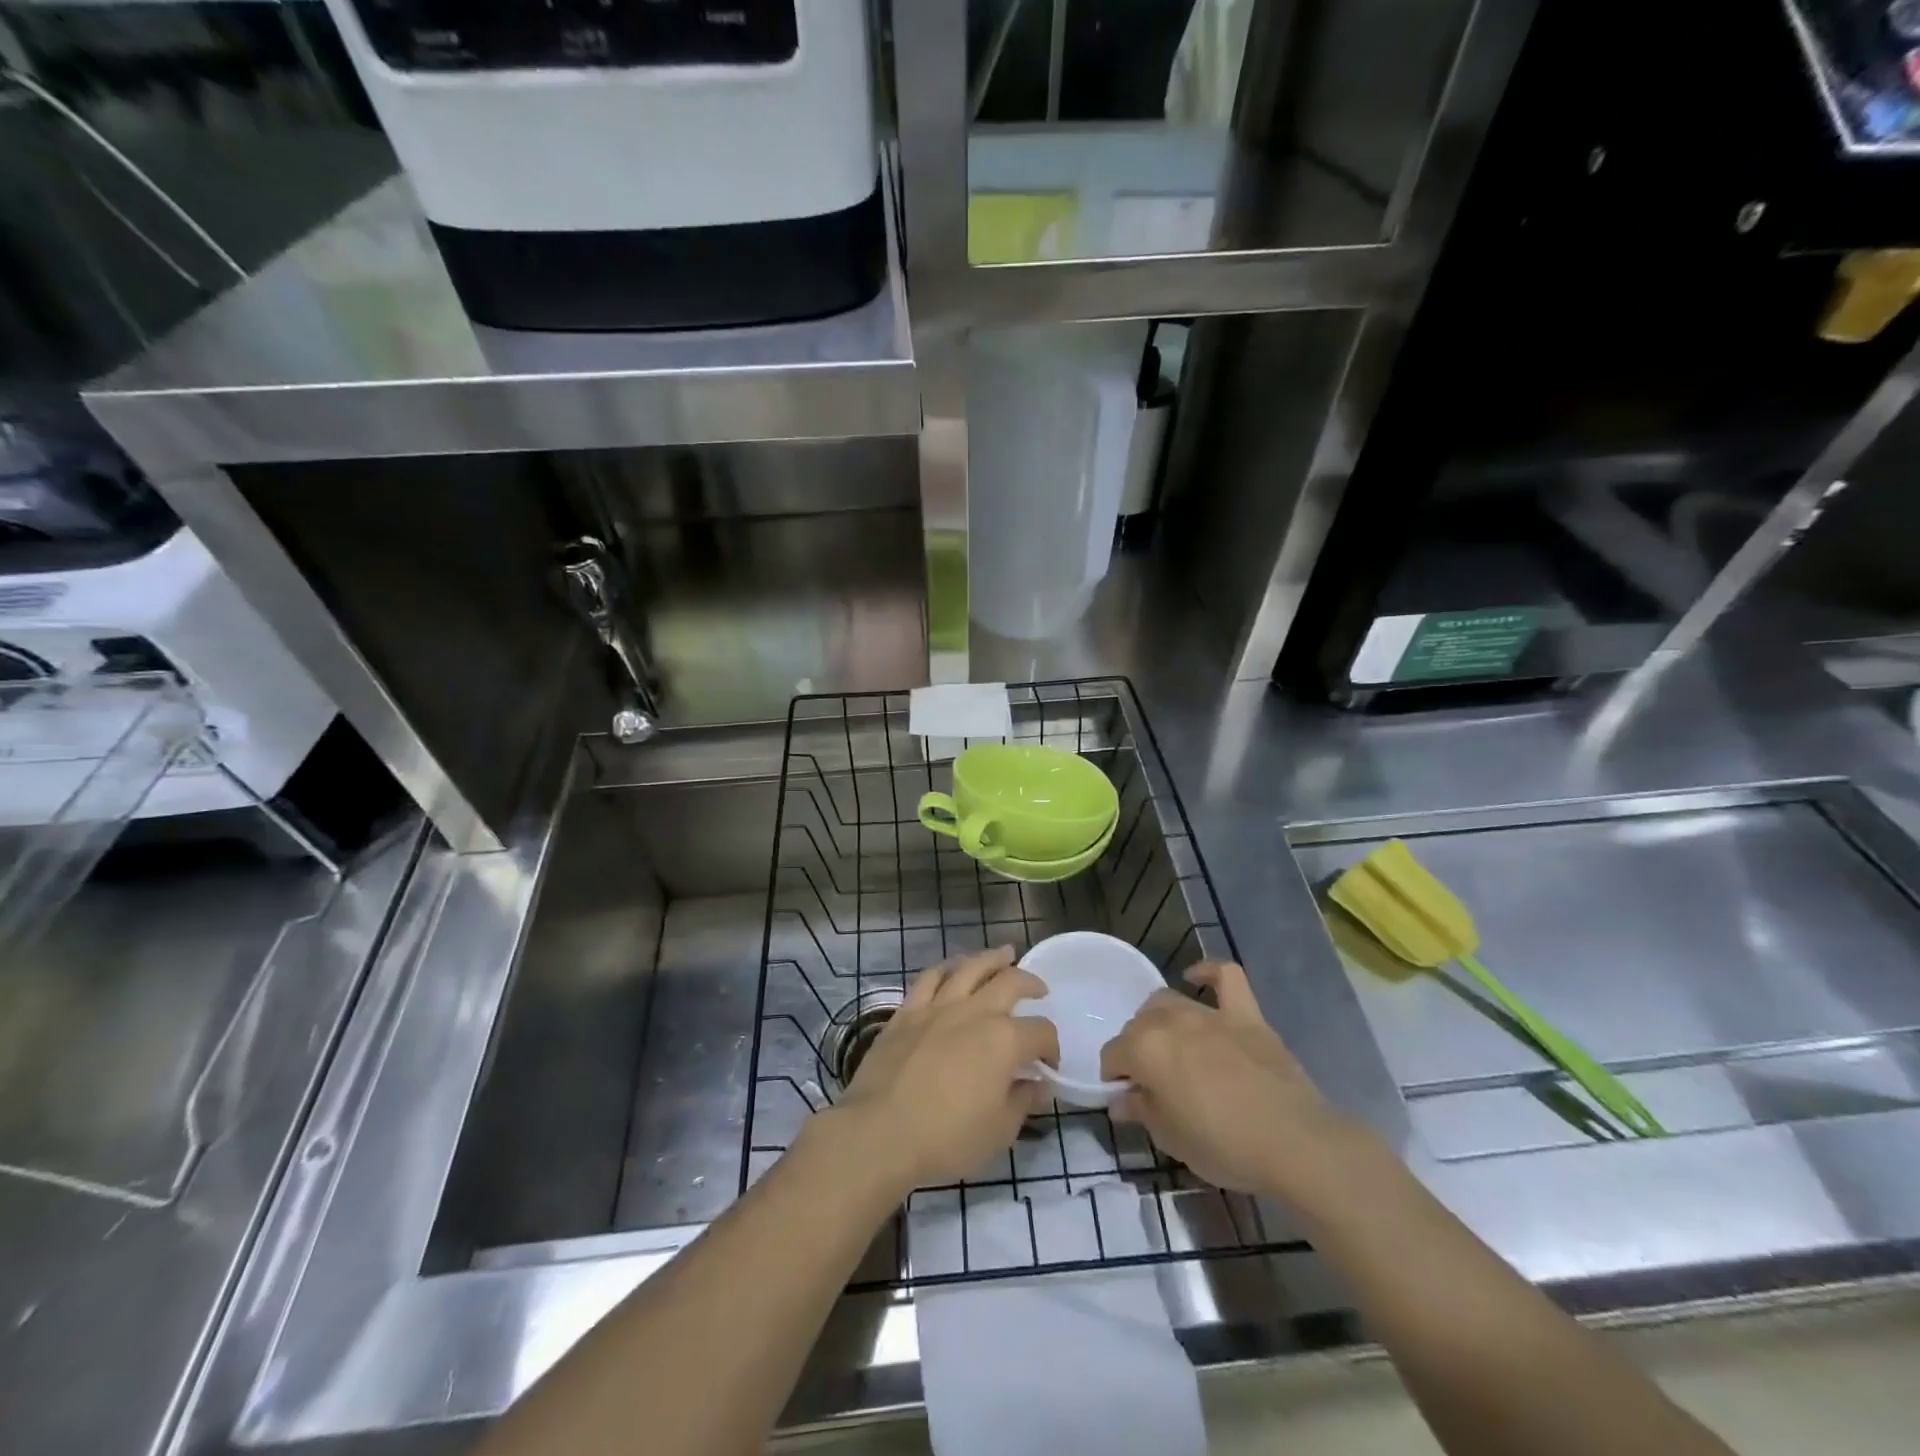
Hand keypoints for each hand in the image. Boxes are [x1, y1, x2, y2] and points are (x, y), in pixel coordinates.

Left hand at [827, 947, 1058, 1195]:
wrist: (880, 1132)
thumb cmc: (946, 1138)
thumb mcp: (999, 1131)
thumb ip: (1023, 1101)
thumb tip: (1038, 1084)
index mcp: (1004, 1040)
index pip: (1040, 1031)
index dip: (1051, 1046)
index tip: (1048, 1065)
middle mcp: (975, 1011)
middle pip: (1010, 982)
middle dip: (1030, 982)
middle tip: (1039, 987)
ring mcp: (938, 1006)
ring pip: (970, 967)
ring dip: (991, 958)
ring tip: (1004, 954)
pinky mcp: (907, 1011)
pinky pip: (929, 977)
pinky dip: (946, 968)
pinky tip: (952, 969)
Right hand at [1101, 962, 1353, 1199]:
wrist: (1294, 1144)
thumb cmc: (1223, 1146)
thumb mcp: (1170, 1139)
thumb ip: (1141, 1111)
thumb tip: (1122, 1099)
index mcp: (1144, 1049)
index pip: (1112, 1055)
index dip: (1115, 1077)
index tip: (1127, 1100)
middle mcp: (1170, 1020)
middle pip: (1138, 1025)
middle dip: (1136, 1050)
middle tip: (1152, 1083)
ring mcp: (1210, 1013)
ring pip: (1168, 1002)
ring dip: (1160, 1021)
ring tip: (1171, 1047)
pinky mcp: (1246, 1014)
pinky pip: (1225, 976)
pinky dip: (1208, 972)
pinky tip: (1196, 978)